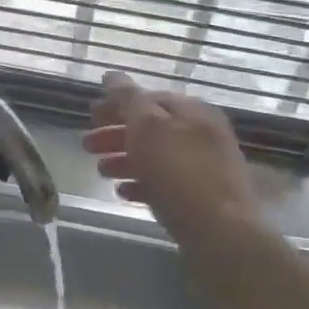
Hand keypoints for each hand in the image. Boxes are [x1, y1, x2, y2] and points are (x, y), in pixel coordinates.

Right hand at [82, 73, 259, 251]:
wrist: (221, 234)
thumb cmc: (180, 173)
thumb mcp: (148, 127)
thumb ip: (128, 99)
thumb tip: (112, 75)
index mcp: (193, 112)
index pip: (149, 98)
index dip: (117, 104)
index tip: (90, 116)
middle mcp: (202, 134)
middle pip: (152, 128)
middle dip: (117, 134)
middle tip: (87, 146)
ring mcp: (205, 168)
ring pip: (157, 156)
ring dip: (126, 159)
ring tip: (101, 172)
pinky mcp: (203, 199)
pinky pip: (166, 183)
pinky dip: (142, 183)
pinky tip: (123, 193)